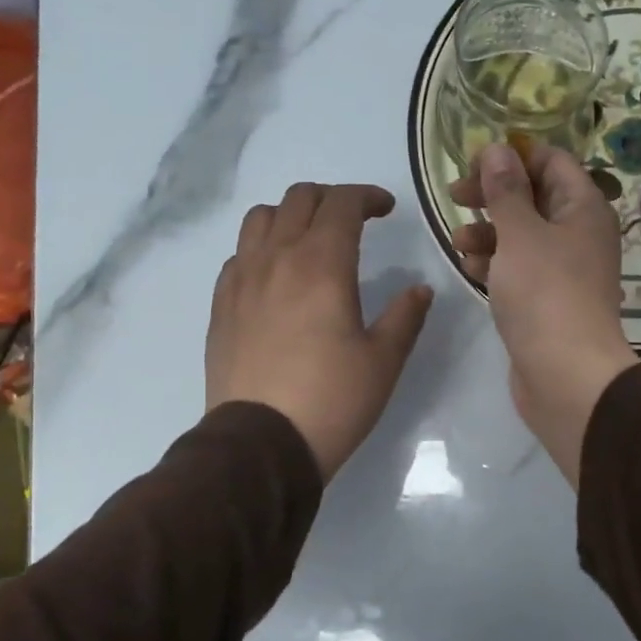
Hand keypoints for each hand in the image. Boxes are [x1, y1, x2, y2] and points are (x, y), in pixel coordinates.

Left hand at [206, 183, 432, 481]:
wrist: (262, 443)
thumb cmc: (333, 399)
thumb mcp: (384, 360)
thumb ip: (405, 315)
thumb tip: (419, 288)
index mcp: (322, 264)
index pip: (342, 204)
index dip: (367, 197)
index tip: (386, 210)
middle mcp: (277, 259)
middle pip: (299, 199)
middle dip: (332, 199)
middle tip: (355, 221)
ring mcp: (242, 280)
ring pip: (260, 218)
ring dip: (291, 215)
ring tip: (311, 239)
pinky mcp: (221, 305)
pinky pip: (239, 255)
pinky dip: (262, 247)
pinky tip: (277, 275)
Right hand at [451, 143, 637, 486]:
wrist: (567, 375)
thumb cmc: (545, 294)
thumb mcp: (520, 234)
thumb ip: (505, 190)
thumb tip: (498, 149)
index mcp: (584, 208)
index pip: (551, 161)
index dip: (513, 157)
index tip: (474, 165)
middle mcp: (579, 234)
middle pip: (534, 197)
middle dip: (493, 195)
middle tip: (455, 197)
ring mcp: (565, 270)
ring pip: (522, 236)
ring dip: (488, 232)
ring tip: (459, 242)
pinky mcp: (548, 301)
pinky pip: (520, 269)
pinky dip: (496, 264)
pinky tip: (470, 269)